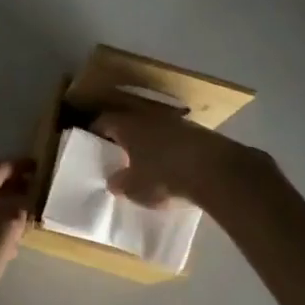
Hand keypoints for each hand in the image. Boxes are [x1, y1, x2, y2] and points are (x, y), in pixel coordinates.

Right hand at [96, 106, 274, 214]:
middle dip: (123, 137)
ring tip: (145, 160)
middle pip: (129, 122)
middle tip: (117, 153)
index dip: (95, 132)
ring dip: (148, 141)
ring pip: (153, 128)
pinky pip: (173, 137)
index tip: (91, 143)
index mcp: (127, 125)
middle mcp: (148, 116)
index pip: (103, 121)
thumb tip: (113, 181)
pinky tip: (171, 164)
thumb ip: (121, 183)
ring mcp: (174, 121)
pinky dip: (168, 147)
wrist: (213, 170)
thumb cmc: (164, 176)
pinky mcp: (196, 130)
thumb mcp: (135, 188)